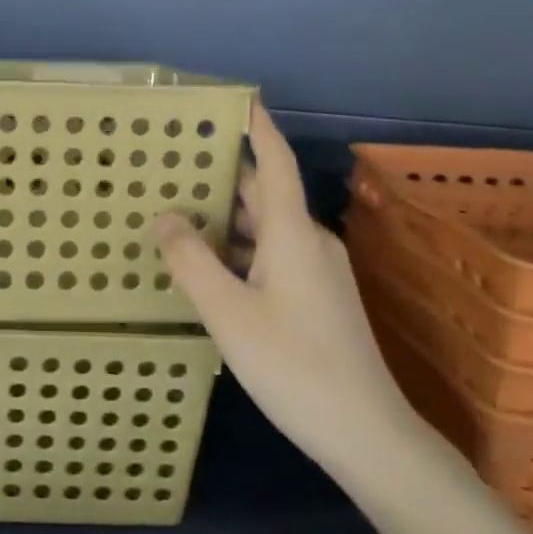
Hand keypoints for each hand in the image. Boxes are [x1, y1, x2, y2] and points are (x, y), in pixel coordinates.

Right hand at [155, 102, 416, 474]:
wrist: (367, 434)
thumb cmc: (295, 366)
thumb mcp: (229, 313)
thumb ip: (193, 261)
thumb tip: (165, 216)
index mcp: (291, 232)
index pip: (275, 161)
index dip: (256, 127)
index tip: (234, 98)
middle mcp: (308, 240)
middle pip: (264, 192)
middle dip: (222, 173)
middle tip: (173, 162)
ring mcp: (317, 270)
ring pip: (266, 226)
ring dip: (226, 215)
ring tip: (177, 210)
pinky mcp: (317, 297)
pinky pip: (272, 253)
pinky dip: (239, 246)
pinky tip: (208, 264)